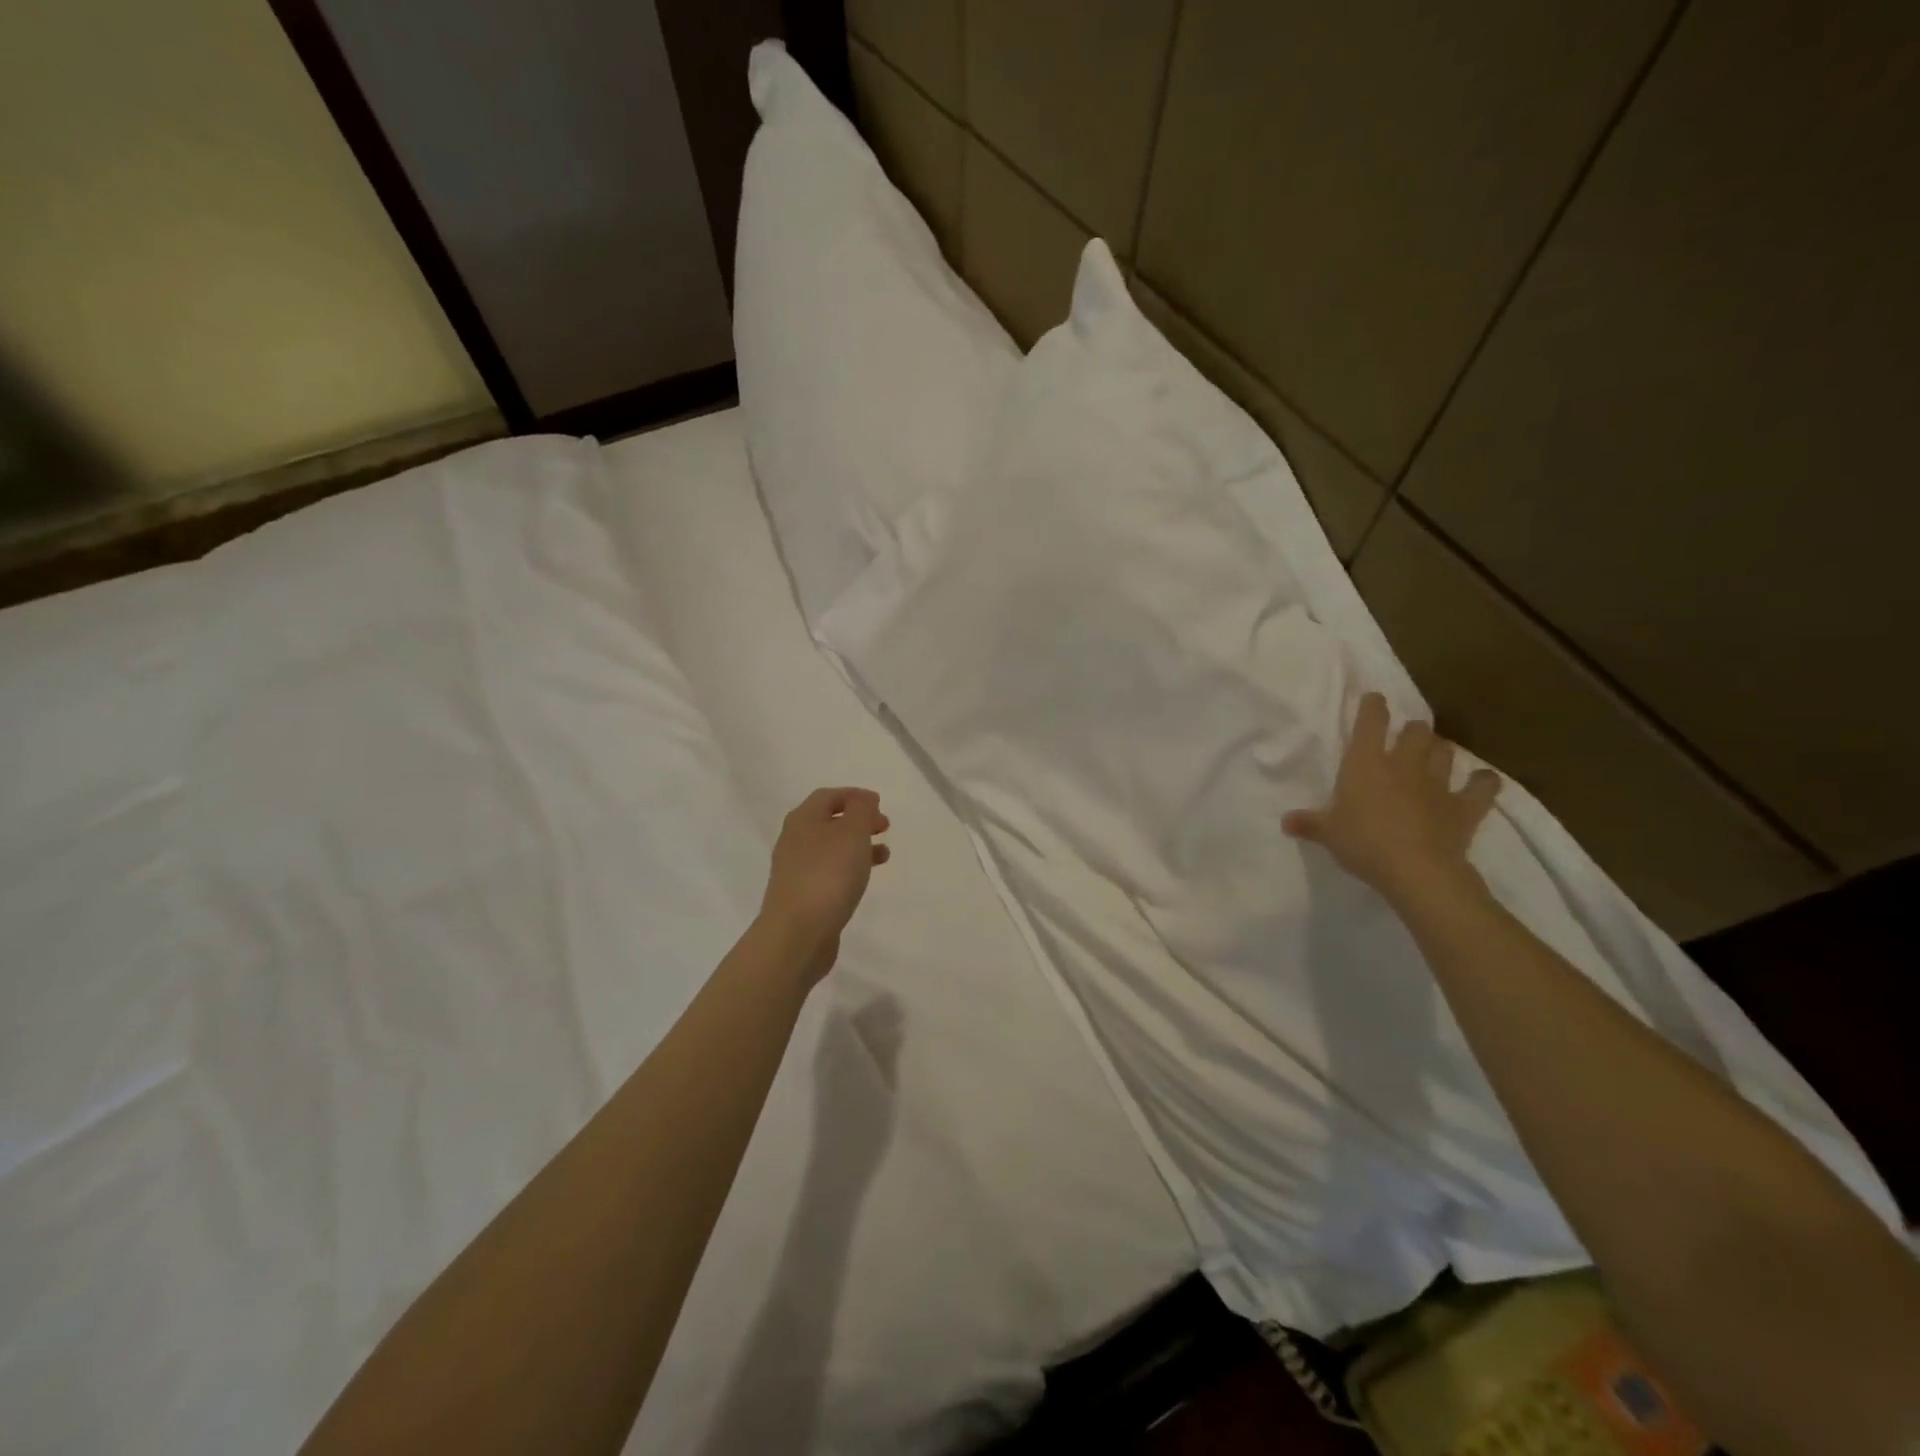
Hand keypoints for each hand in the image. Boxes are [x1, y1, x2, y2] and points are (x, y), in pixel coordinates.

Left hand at [759, 787, 891, 983]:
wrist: (798, 933)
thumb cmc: (828, 874)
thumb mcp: (852, 832)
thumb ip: (861, 809)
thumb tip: (862, 799)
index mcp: (803, 819)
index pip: (828, 796)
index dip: (855, 796)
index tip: (880, 805)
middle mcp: (794, 840)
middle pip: (828, 821)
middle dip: (858, 821)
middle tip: (884, 828)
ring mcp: (795, 870)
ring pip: (830, 848)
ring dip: (857, 846)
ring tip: (884, 855)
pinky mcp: (801, 896)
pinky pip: (828, 872)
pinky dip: (848, 869)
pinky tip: (862, 881)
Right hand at [1283, 693, 1499, 909]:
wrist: (1415, 870)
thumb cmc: (1363, 843)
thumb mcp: (1327, 834)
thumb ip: (1309, 823)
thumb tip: (1286, 821)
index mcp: (1365, 764)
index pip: (1371, 722)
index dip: (1373, 707)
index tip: (1374, 699)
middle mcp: (1403, 764)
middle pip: (1416, 731)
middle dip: (1412, 730)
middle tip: (1406, 737)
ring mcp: (1437, 783)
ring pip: (1445, 751)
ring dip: (1439, 750)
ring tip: (1434, 754)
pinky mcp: (1464, 806)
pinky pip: (1482, 786)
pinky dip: (1482, 782)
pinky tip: (1481, 781)